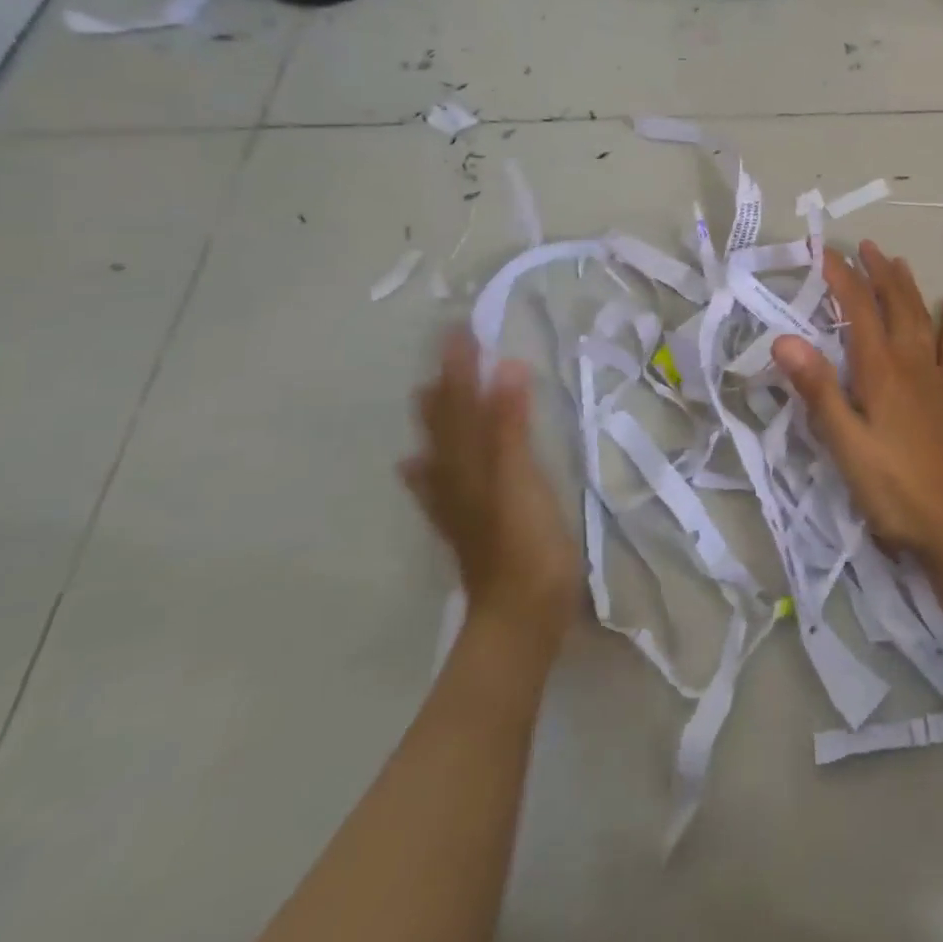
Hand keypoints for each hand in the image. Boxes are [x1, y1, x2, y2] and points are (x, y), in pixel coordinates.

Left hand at [400, 328, 580, 637]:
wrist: (519, 614)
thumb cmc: (525, 543)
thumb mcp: (521, 478)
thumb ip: (511, 425)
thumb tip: (505, 369)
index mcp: (469, 460)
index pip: (462, 400)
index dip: (461, 364)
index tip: (460, 327)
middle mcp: (455, 476)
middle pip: (444, 421)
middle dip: (445, 383)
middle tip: (447, 349)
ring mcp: (458, 503)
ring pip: (439, 449)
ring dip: (436, 418)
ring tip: (427, 392)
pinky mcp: (468, 524)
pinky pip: (439, 486)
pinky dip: (428, 469)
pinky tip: (418, 468)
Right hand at [774, 242, 942, 560]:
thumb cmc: (890, 487)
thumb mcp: (844, 443)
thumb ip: (818, 390)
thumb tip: (784, 340)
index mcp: (881, 371)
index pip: (858, 310)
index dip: (842, 278)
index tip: (824, 252)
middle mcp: (910, 364)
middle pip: (894, 306)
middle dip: (877, 273)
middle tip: (864, 247)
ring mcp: (933, 379)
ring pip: (921, 319)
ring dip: (908, 288)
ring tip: (898, 262)